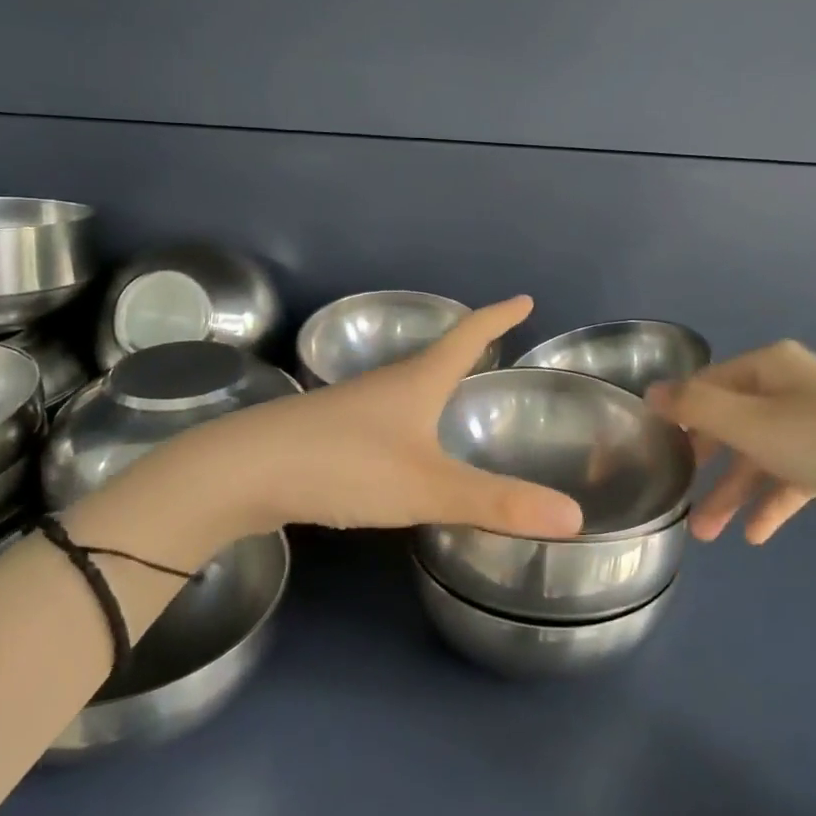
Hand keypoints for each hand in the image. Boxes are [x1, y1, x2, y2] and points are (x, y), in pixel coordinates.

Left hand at [117, 296, 583, 543]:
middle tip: (495, 346)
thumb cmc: (344, 465)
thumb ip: (496, 503)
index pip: (467, 336)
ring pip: (405, 387)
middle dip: (468, 347)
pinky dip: (408, 416)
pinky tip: (402, 444)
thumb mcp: (427, 486)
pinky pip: (383, 416)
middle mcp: (385, 385)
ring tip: (455, 391)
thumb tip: (574, 516)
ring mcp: (351, 407)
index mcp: (416, 381)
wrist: (241, 472)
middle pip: (435, 355)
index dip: (498, 318)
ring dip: (434, 381)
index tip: (524, 299)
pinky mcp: (327, 433)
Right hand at [647, 341, 815, 545]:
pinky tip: (755, 535)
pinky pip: (792, 475)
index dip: (680, 414)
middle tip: (678, 493)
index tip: (655, 449)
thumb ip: (696, 407)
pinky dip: (772, 502)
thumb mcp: (751, 423)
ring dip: (734, 492)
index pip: (708, 384)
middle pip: (733, 421)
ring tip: (708, 535)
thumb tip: (652, 392)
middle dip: (706, 463)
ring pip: (761, 454)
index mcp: (771, 366)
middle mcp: (792, 386)